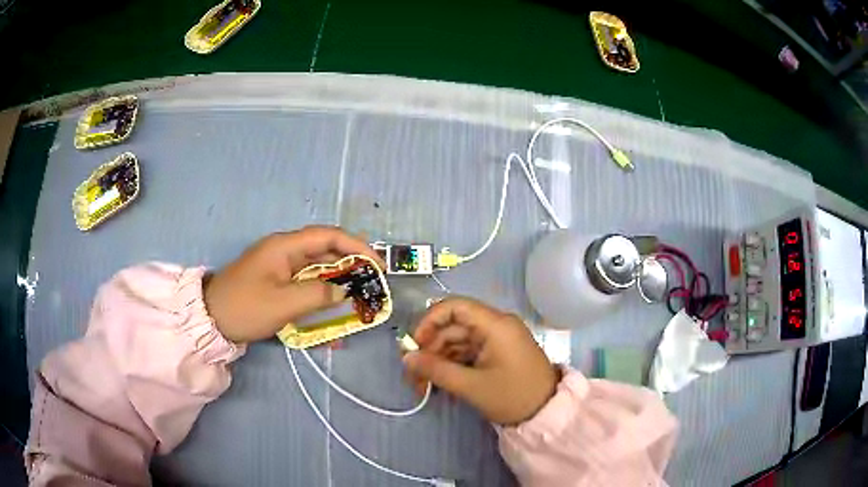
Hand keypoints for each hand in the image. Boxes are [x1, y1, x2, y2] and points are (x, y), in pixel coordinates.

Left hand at [203, 226, 384, 342]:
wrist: (210, 319)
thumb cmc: (245, 307)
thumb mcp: (283, 303)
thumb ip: (317, 295)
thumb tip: (342, 292)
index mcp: (285, 246)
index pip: (329, 236)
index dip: (357, 247)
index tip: (378, 266)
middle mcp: (285, 251)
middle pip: (325, 251)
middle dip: (351, 266)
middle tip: (372, 285)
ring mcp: (279, 267)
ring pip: (317, 270)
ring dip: (337, 284)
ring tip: (357, 300)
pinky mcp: (276, 283)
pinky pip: (305, 285)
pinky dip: (321, 297)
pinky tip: (331, 317)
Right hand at [403, 297, 557, 424]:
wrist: (546, 413)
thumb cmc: (512, 396)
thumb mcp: (471, 385)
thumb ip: (436, 370)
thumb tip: (407, 358)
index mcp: (495, 324)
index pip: (454, 307)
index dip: (429, 321)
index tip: (414, 345)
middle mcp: (496, 325)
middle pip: (453, 327)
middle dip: (430, 350)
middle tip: (414, 376)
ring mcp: (497, 340)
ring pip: (458, 342)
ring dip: (439, 361)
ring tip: (424, 387)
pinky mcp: (498, 353)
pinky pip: (468, 352)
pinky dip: (453, 365)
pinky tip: (440, 384)